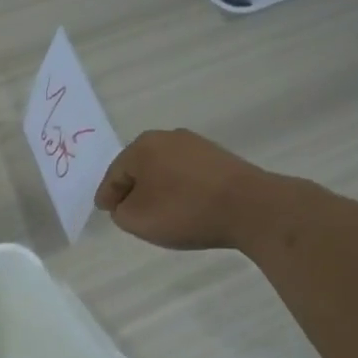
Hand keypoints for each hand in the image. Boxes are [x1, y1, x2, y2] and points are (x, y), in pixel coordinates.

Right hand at [94, 129, 268, 249]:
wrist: (251, 207)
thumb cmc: (185, 211)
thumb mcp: (137, 220)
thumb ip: (120, 212)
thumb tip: (127, 204)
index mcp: (142, 147)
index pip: (114, 175)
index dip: (107, 196)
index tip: (106, 211)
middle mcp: (167, 137)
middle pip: (139, 168)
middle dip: (133, 189)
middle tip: (130, 212)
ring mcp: (196, 145)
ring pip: (164, 170)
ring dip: (158, 188)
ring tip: (160, 212)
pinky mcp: (220, 157)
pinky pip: (188, 175)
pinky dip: (181, 189)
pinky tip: (185, 206)